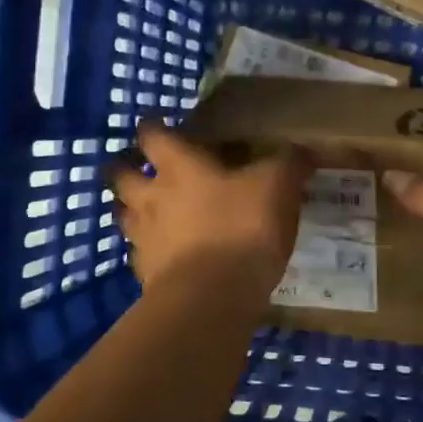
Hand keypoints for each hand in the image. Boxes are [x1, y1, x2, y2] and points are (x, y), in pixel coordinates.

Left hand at [107, 118, 313, 298]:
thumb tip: (302, 151)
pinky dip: (149, 250)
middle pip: (120, 175)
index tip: (158, 125)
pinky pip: (140, 254)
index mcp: (179, 166)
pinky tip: (167, 254)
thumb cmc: (242, 227)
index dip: (154, 127)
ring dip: (132, 209)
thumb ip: (289, 163)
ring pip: (123, 214)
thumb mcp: (278, 186)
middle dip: (126, 167)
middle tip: (141, 168)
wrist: (212, 296)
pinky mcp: (146, 274)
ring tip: (150, 211)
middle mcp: (151, 197)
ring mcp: (143, 237)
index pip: (153, 134)